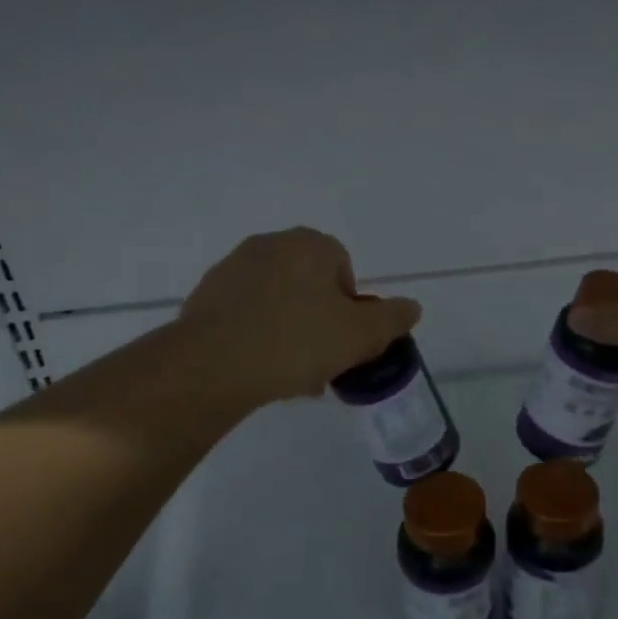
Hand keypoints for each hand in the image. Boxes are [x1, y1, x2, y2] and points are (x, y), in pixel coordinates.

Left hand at [179, 228, 421, 407]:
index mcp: (309, 244)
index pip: (342, 267)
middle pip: (308, 284)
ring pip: (276, 301)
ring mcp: (233, 268)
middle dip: (318, 320)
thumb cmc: (296, 341)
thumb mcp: (360, 335)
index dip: (349, 305)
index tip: (344, 339)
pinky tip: (258, 369)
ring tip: (289, 374)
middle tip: (320, 361)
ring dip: (288, 330)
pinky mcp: (205, 296)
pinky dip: (256, 335)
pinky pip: (244, 314)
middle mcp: (270, 245)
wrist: (212, 364)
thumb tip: (412, 307)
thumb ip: (392, 319)